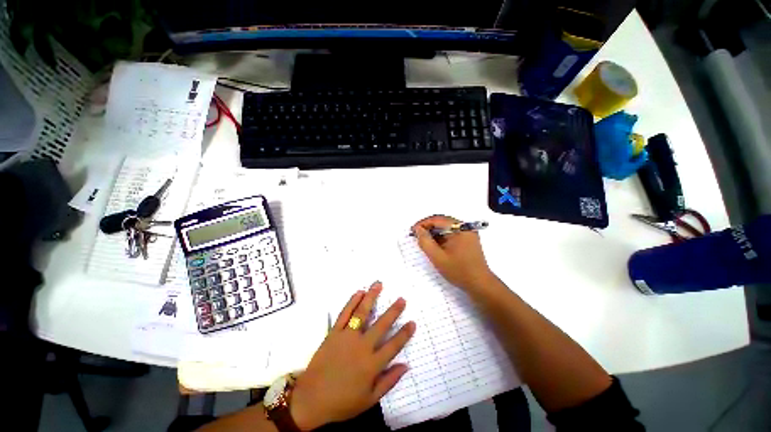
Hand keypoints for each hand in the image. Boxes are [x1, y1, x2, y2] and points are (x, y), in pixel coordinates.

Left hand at [289, 282, 414, 429]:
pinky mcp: (334, 333)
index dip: (404, 334)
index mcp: (372, 364)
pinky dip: (352, 302)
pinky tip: (359, 292)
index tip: (412, 322)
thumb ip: (388, 382)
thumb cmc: (342, 402)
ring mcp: (347, 337)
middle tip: (401, 299)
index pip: (393, 345)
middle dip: (393, 311)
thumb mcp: (369, 400)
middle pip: (381, 325)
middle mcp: (362, 347)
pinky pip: (344, 314)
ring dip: (372, 297)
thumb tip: (405, 366)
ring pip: (362, 313)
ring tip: (379, 284)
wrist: (311, 398)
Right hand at [412, 215, 494, 290]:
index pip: (437, 219)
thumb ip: (425, 242)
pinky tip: (435, 245)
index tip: (412, 231)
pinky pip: (451, 233)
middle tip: (416, 235)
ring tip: (424, 241)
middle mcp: (465, 227)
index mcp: (460, 228)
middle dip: (428, 227)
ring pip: (446, 227)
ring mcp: (468, 233)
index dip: (423, 224)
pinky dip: (441, 237)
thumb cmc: (458, 271)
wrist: (480, 285)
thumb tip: (418, 230)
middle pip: (442, 222)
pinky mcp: (468, 240)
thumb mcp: (438, 257)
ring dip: (434, 232)